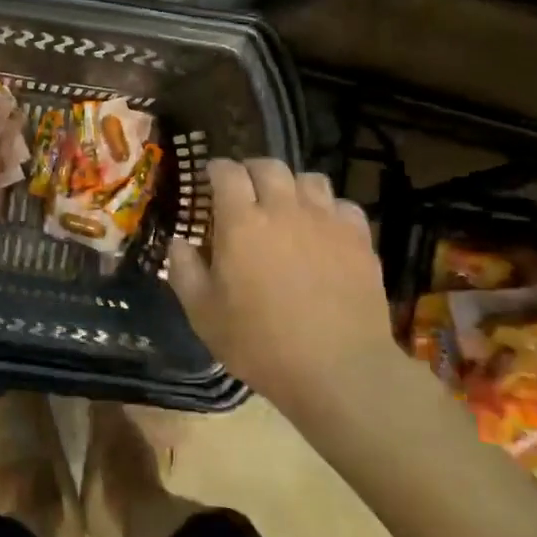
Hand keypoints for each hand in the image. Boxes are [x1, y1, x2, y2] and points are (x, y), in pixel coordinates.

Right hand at [168, 159, 400, 411]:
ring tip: (286, 204)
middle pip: (269, 166)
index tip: (210, 176)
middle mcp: (284, 209)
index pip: (227, 173)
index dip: (216, 169)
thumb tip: (178, 242)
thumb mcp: (204, 315)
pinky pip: (343, 205)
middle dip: (252, 170)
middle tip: (245, 188)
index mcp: (241, 222)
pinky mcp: (359, 239)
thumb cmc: (261, 343)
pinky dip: (329, 209)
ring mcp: (326, 221)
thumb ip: (184, 271)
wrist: (339, 370)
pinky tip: (324, 229)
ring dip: (292, 185)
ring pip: (309, 179)